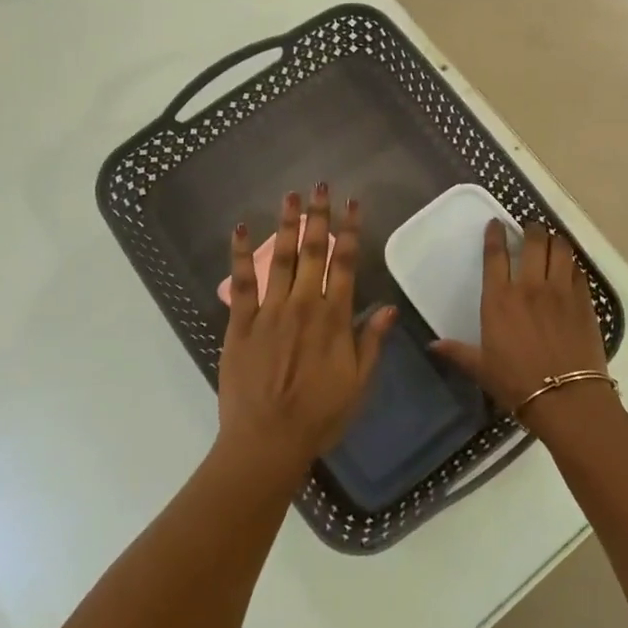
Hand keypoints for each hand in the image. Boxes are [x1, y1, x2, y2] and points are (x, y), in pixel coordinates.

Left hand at [218, 186, 397, 478]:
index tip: (354, 204)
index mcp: (334, 318)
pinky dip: (239, 255)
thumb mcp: (359, 383)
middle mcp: (303, 306)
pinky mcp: (240, 324)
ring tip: (290, 196)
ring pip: (279, 259)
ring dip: (285, 225)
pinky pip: (240, 283)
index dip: (350, 231)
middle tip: (320, 186)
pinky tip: (239, 229)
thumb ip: (371, 341)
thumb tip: (389, 307)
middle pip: (312, 252)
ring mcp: (269, 312)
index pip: (345, 264)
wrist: (268, 441)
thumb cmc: (320, 415)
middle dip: (318, 216)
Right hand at [434, 220, 610, 432]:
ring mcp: (560, 291)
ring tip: (552, 240)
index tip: (496, 224)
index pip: (495, 255)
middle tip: (529, 228)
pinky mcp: (584, 301)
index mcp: (499, 299)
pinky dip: (573, 263)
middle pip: (533, 242)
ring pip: (560, 249)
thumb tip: (432, 346)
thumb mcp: (481, 368)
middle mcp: (530, 286)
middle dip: (531, 229)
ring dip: (555, 240)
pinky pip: (579, 270)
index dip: (495, 235)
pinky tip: (570, 267)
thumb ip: (457, 352)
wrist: (566, 398)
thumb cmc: (517, 383)